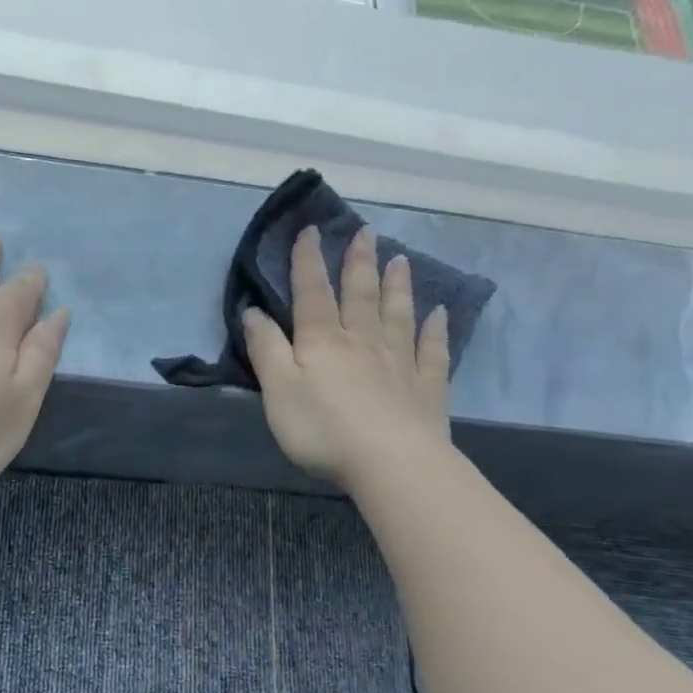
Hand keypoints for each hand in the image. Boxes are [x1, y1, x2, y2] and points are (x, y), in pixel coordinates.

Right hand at [244, 225, 450, 488]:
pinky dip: (435, 330)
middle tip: (366, 231)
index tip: (311, 230)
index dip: (308, 261)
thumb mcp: (278, 389)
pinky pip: (432, 351)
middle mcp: (363, 341)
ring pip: (398, 314)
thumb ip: (266, 349)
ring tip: (400, 259)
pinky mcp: (426, 387)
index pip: (312, 292)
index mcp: (323, 340)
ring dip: (397, 286)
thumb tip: (252, 311)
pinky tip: (440, 314)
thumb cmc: (323, 428)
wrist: (390, 462)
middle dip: (359, 262)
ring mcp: (399, 362)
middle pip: (360, 295)